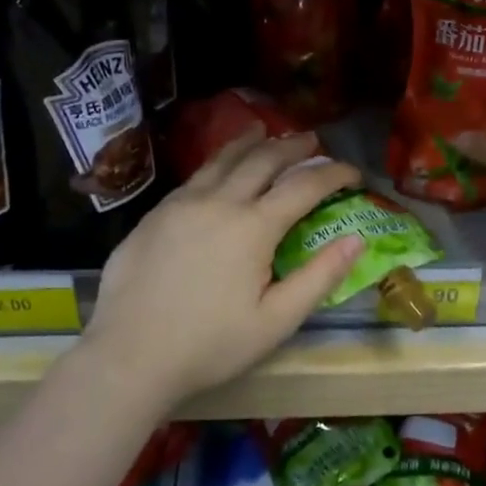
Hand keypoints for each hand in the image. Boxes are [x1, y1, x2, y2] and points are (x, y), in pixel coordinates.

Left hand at [87, 130, 363, 407]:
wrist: (129, 355)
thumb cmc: (210, 345)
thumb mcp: (276, 321)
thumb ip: (319, 277)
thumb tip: (357, 239)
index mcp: (253, 227)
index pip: (304, 185)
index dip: (334, 173)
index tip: (353, 171)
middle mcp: (219, 202)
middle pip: (263, 159)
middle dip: (293, 146)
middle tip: (312, 139)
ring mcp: (182, 203)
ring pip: (222, 159)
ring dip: (249, 142)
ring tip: (263, 130)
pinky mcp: (155, 214)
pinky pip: (195, 176)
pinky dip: (217, 162)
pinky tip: (218, 168)